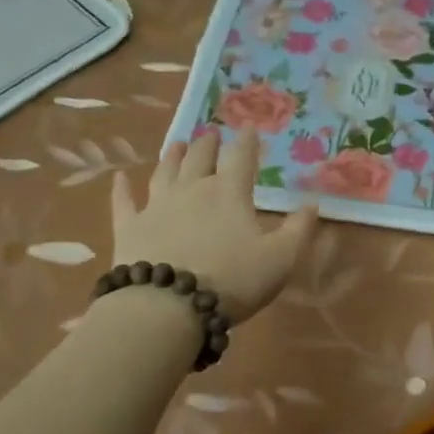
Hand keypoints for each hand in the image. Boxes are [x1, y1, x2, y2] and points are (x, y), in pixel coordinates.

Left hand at [110, 129, 318, 323]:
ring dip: (172, 156)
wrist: (167, 306)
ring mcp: (156, 206)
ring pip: (164, 172)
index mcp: (229, 193)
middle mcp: (192, 190)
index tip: (249, 127)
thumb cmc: (232, 280)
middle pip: (200, 159)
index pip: (242, 158)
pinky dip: (122, 189)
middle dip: (208, 144)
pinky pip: (124, 202)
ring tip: (177, 143)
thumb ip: (298, 230)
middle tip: (211, 133)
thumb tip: (313, 204)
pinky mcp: (129, 228)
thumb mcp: (280, 259)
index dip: (248, 142)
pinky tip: (119, 178)